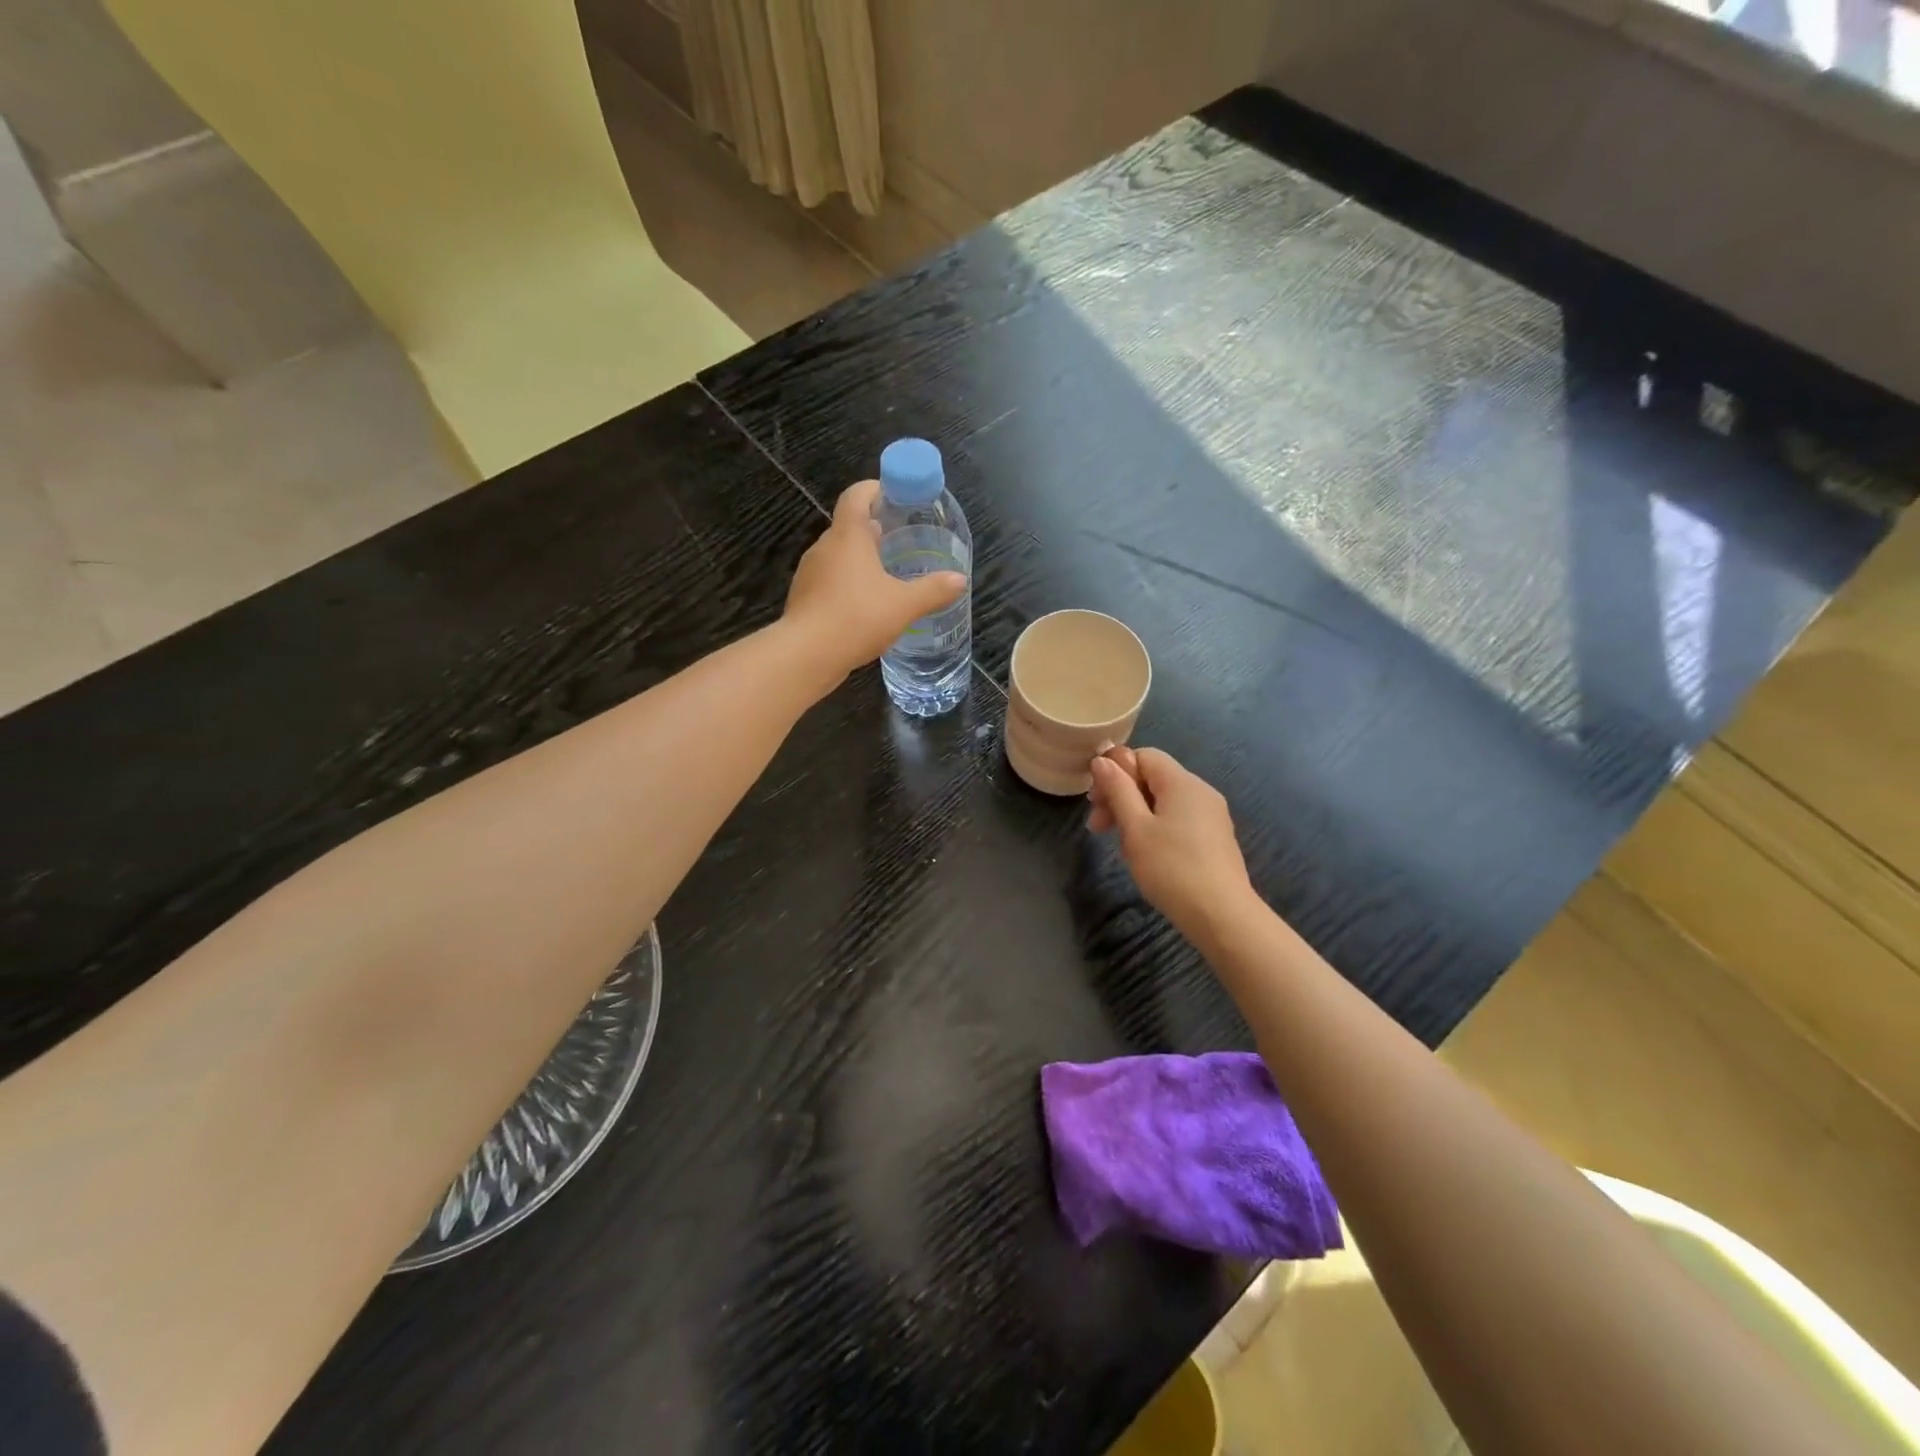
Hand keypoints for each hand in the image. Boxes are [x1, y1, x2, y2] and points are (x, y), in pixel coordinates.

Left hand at [783, 480, 966, 687]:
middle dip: (872, 530)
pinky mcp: (804, 599)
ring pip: (838, 556)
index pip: (856, 496)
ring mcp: (810, 573)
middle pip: (848, 527)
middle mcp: (825, 547)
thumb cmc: (857, 617)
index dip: (874, 489)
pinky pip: (829, 581)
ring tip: (886, 575)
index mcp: (848, 536)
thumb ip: (933, 590)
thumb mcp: (904, 605)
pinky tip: (865, 605)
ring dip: (860, 560)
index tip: (894, 495)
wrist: (807, 655)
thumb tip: (960, 580)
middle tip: (900, 540)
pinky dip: (847, 584)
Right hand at [1088, 747, 1255, 940]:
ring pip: (1163, 801)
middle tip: (1097, 827)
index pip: (1143, 756)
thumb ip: (1118, 790)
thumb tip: (1102, 760)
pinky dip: (1155, 828)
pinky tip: (1146, 855)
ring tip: (1120, 846)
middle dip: (1121, 796)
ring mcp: (1211, 816)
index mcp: (1181, 782)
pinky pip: (1178, 819)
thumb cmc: (1172, 868)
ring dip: (1135, 815)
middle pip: (1152, 778)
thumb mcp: (1135, 828)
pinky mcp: (1214, 838)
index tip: (1094, 802)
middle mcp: (1200, 791)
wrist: (1222, 917)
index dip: (1115, 771)